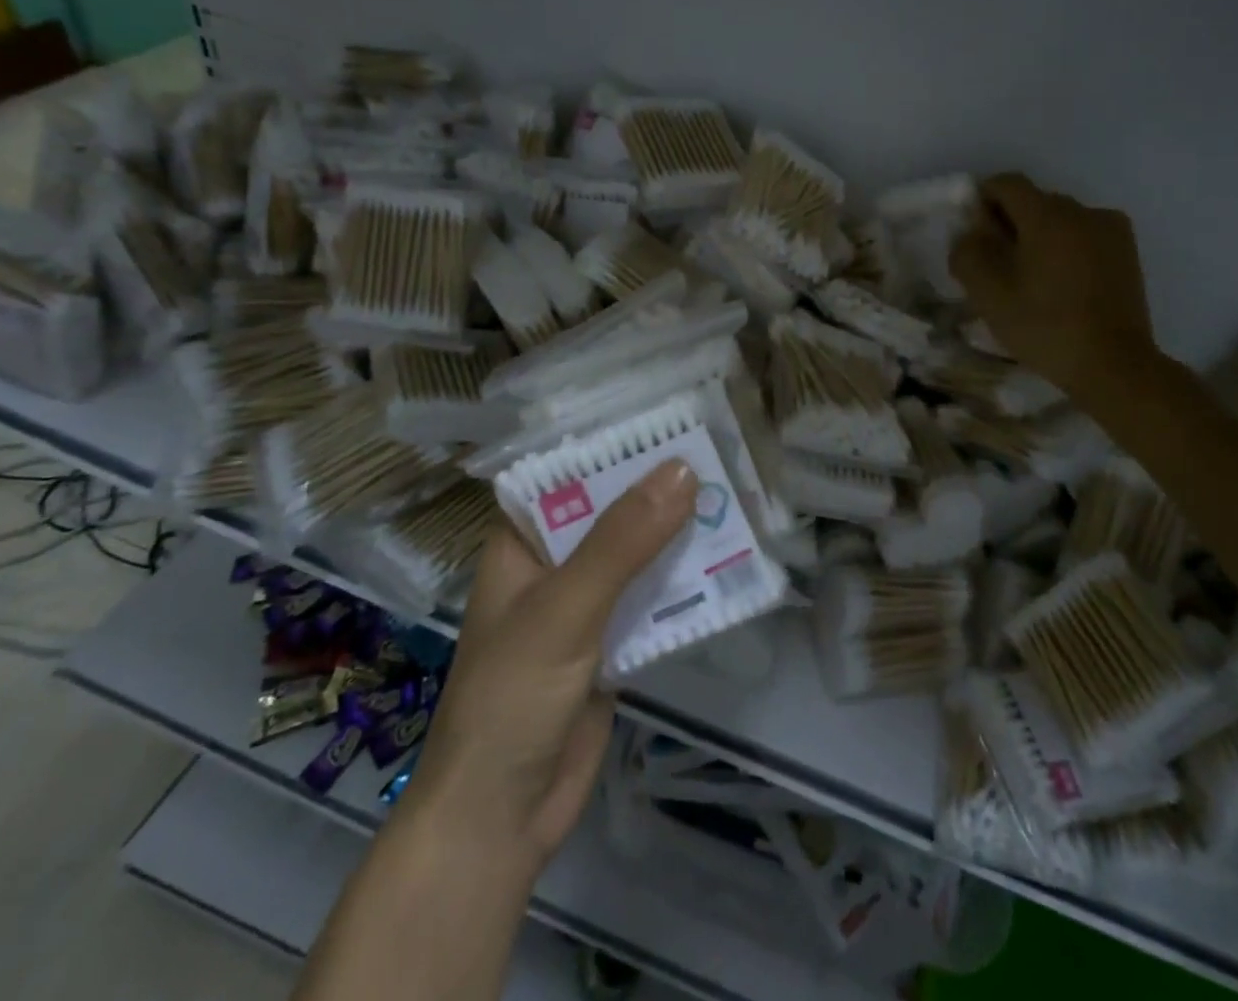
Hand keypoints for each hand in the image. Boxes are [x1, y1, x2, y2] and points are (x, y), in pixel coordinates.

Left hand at [395, 458, 699, 880]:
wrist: (501, 820)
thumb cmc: (512, 698)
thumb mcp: (566, 608)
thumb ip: (623, 541)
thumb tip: (683, 470)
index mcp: (523, 543)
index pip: (572, 473)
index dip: (617, 444)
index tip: (672, 417)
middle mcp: (554, 564)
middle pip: (614, 512)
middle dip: (662, 489)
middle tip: (721, 452)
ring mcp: (586, 604)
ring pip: (640, 554)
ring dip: (681, 533)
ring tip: (737, 494)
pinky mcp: (614, 641)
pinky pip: (654, 598)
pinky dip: (686, 582)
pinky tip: (730, 560)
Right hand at [950, 173, 1157, 410]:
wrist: (1113, 365)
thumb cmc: (1045, 327)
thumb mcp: (989, 295)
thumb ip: (969, 254)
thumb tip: (971, 234)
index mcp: (1048, 215)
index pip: (1007, 184)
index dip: (983, 200)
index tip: (975, 235)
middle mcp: (1083, 211)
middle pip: (1035, 201)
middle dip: (1011, 223)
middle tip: (998, 265)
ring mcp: (1111, 230)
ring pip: (1061, 220)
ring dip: (1040, 237)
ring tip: (1032, 279)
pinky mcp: (1127, 252)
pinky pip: (1085, 236)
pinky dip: (1067, 249)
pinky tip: (1062, 285)